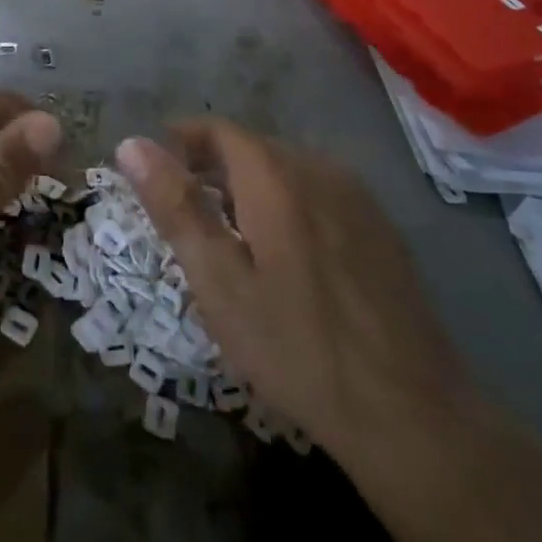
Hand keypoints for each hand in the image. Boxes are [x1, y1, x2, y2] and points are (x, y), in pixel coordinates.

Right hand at [117, 121, 470, 460]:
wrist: (410, 411)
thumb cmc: (297, 346)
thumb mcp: (219, 282)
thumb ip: (176, 206)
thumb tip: (131, 144)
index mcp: (275, 176)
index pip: (219, 130)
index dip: (183, 138)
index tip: (157, 164)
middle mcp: (319, 169)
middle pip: (254, 147)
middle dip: (213, 163)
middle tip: (185, 205)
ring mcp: (358, 197)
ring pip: (288, 169)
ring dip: (251, 183)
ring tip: (229, 229)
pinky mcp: (382, 227)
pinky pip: (320, 192)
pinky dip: (288, 202)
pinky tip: (287, 252)